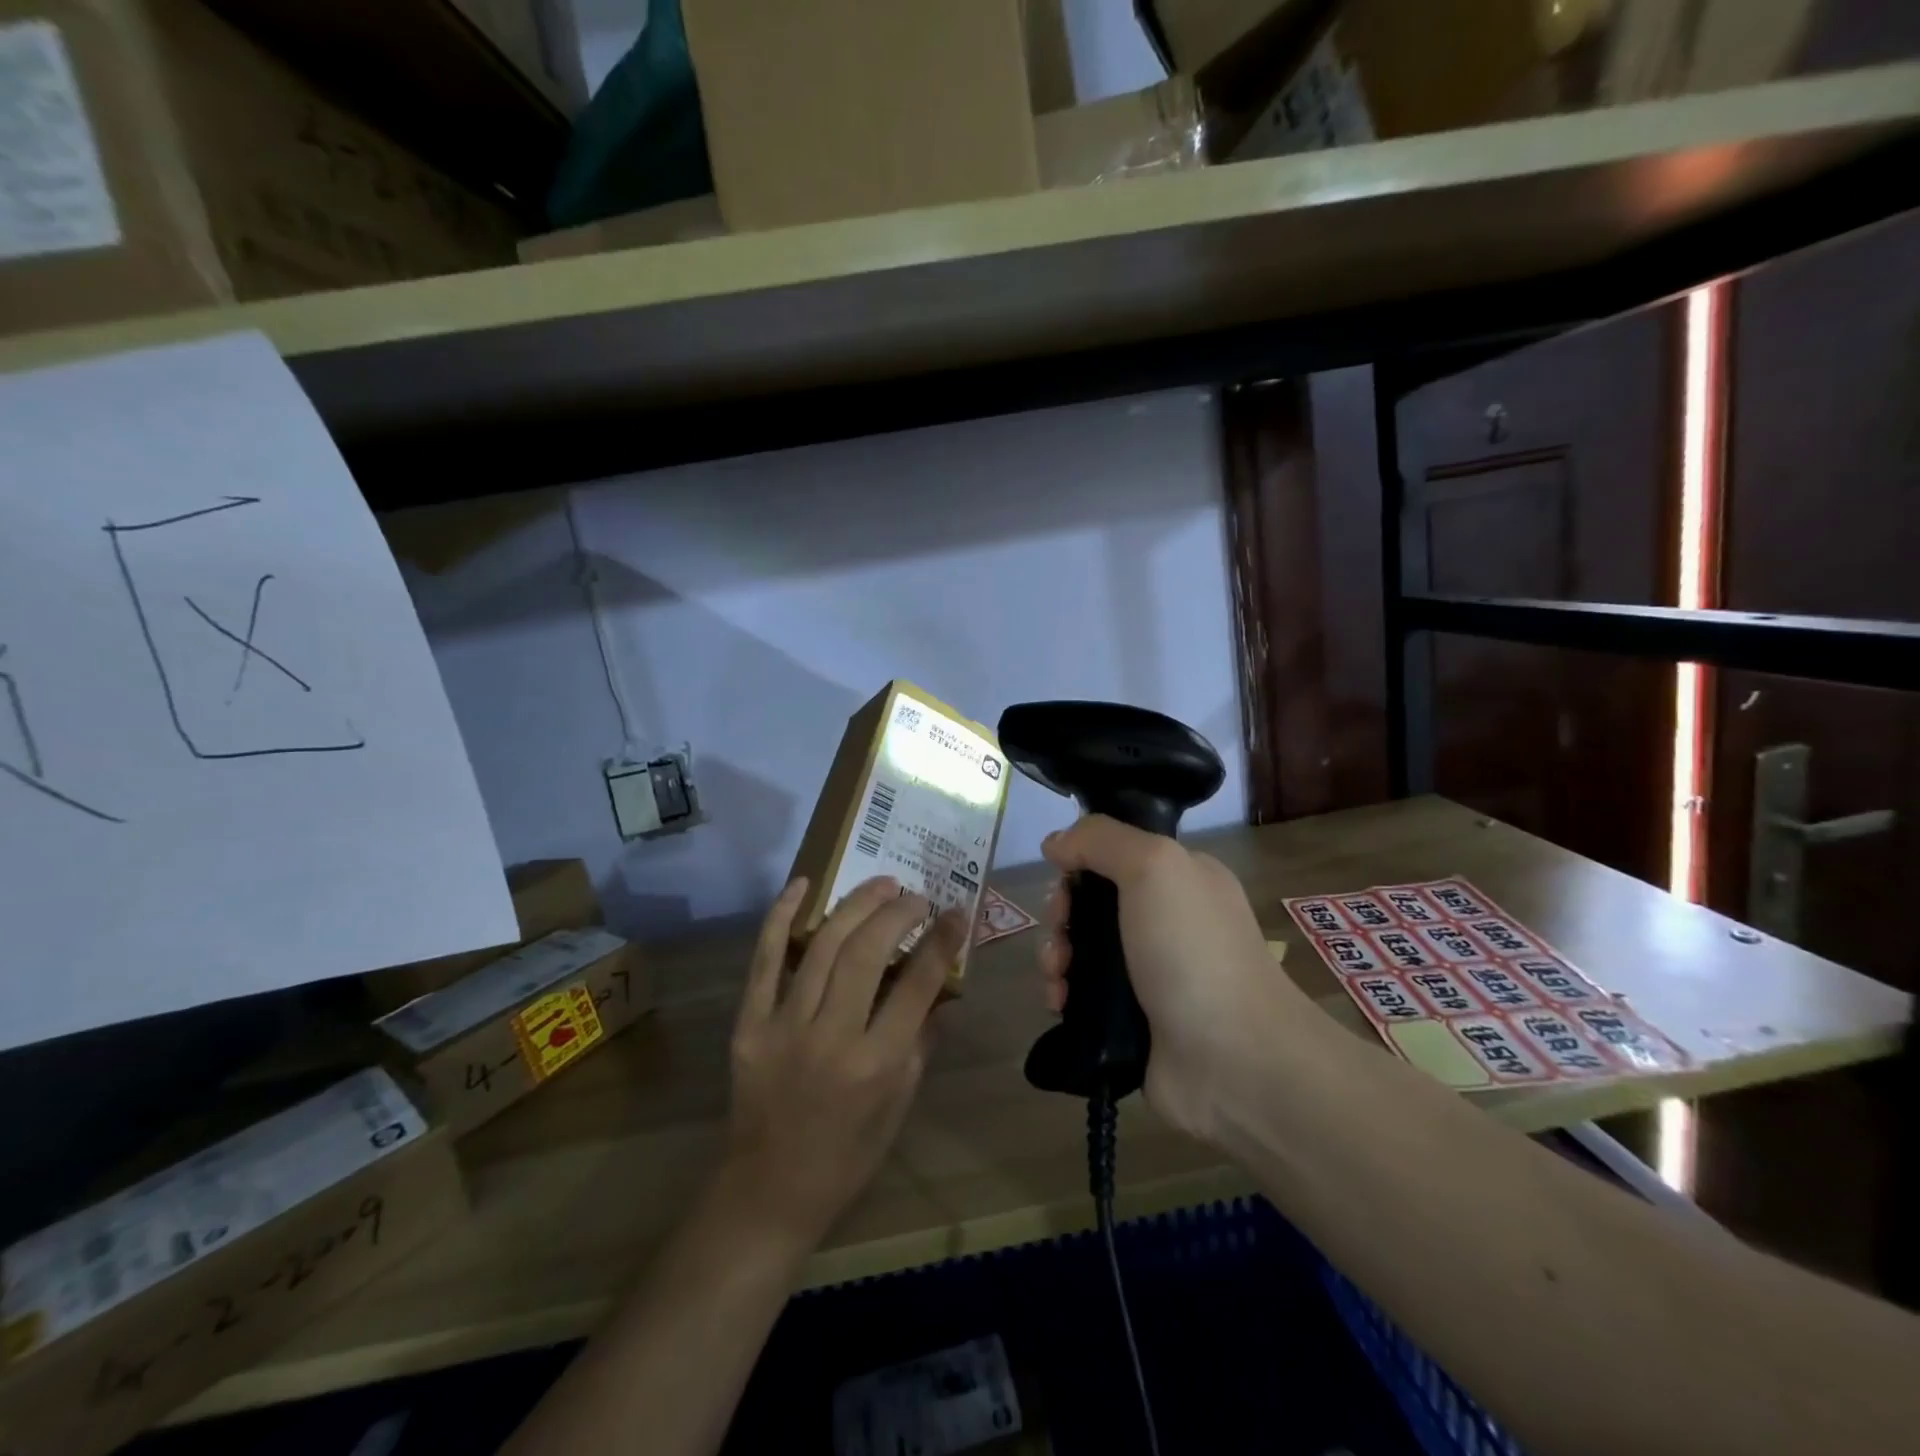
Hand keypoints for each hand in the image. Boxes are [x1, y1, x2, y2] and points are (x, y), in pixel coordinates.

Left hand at [723, 875, 966, 1250]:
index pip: (917, 985)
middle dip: (898, 913)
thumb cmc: (848, 1155)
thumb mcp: (900, 1105)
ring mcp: (784, 1027)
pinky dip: (781, 916)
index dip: (941, 940)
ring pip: (823, 946)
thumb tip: (942, 984)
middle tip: (915, 896)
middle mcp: (831, 1038)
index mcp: (877, 1064)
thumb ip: (922, 1040)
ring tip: (881, 884)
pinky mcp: (749, 1024)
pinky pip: (764, 960)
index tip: (955, 913)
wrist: (768, 1190)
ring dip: (856, 906)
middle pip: (867, 953)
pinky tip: (803, 885)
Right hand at [1038, 816, 1312, 1141]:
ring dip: (1055, 955)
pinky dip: (1062, 994)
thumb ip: (1101, 840)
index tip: (1065, 882)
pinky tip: (1059, 1003)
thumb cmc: (1194, 951)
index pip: (1114, 854)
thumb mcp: (1155, 867)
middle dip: (1062, 914)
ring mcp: (1148, 974)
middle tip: (1061, 933)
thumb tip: (1056, 842)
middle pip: (1091, 903)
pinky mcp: (1130, 1020)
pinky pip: (1081, 995)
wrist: (1234, 1060)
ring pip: (1081, 950)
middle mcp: (1165, 921)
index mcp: (1180, 879)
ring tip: (1056, 976)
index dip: (1080, 863)